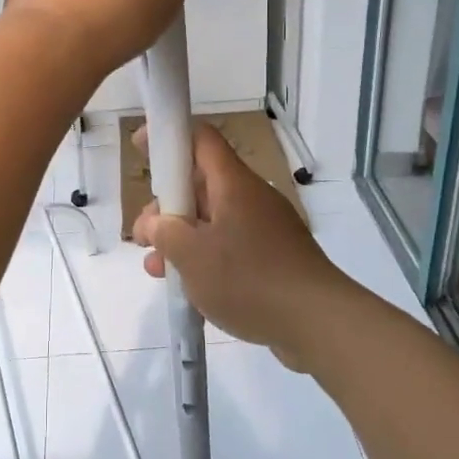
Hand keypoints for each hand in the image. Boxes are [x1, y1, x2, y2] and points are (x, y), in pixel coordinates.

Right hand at [132, 123, 351, 369]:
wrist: (318, 322)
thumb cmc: (249, 279)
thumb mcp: (192, 255)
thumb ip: (165, 233)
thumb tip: (156, 223)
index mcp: (233, 184)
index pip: (200, 139)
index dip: (169, 136)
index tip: (140, 147)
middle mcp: (251, 197)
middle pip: (201, 184)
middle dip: (166, 206)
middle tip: (144, 237)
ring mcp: (265, 227)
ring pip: (212, 219)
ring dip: (181, 238)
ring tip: (157, 269)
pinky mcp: (274, 256)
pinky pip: (230, 244)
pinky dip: (205, 257)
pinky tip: (190, 287)